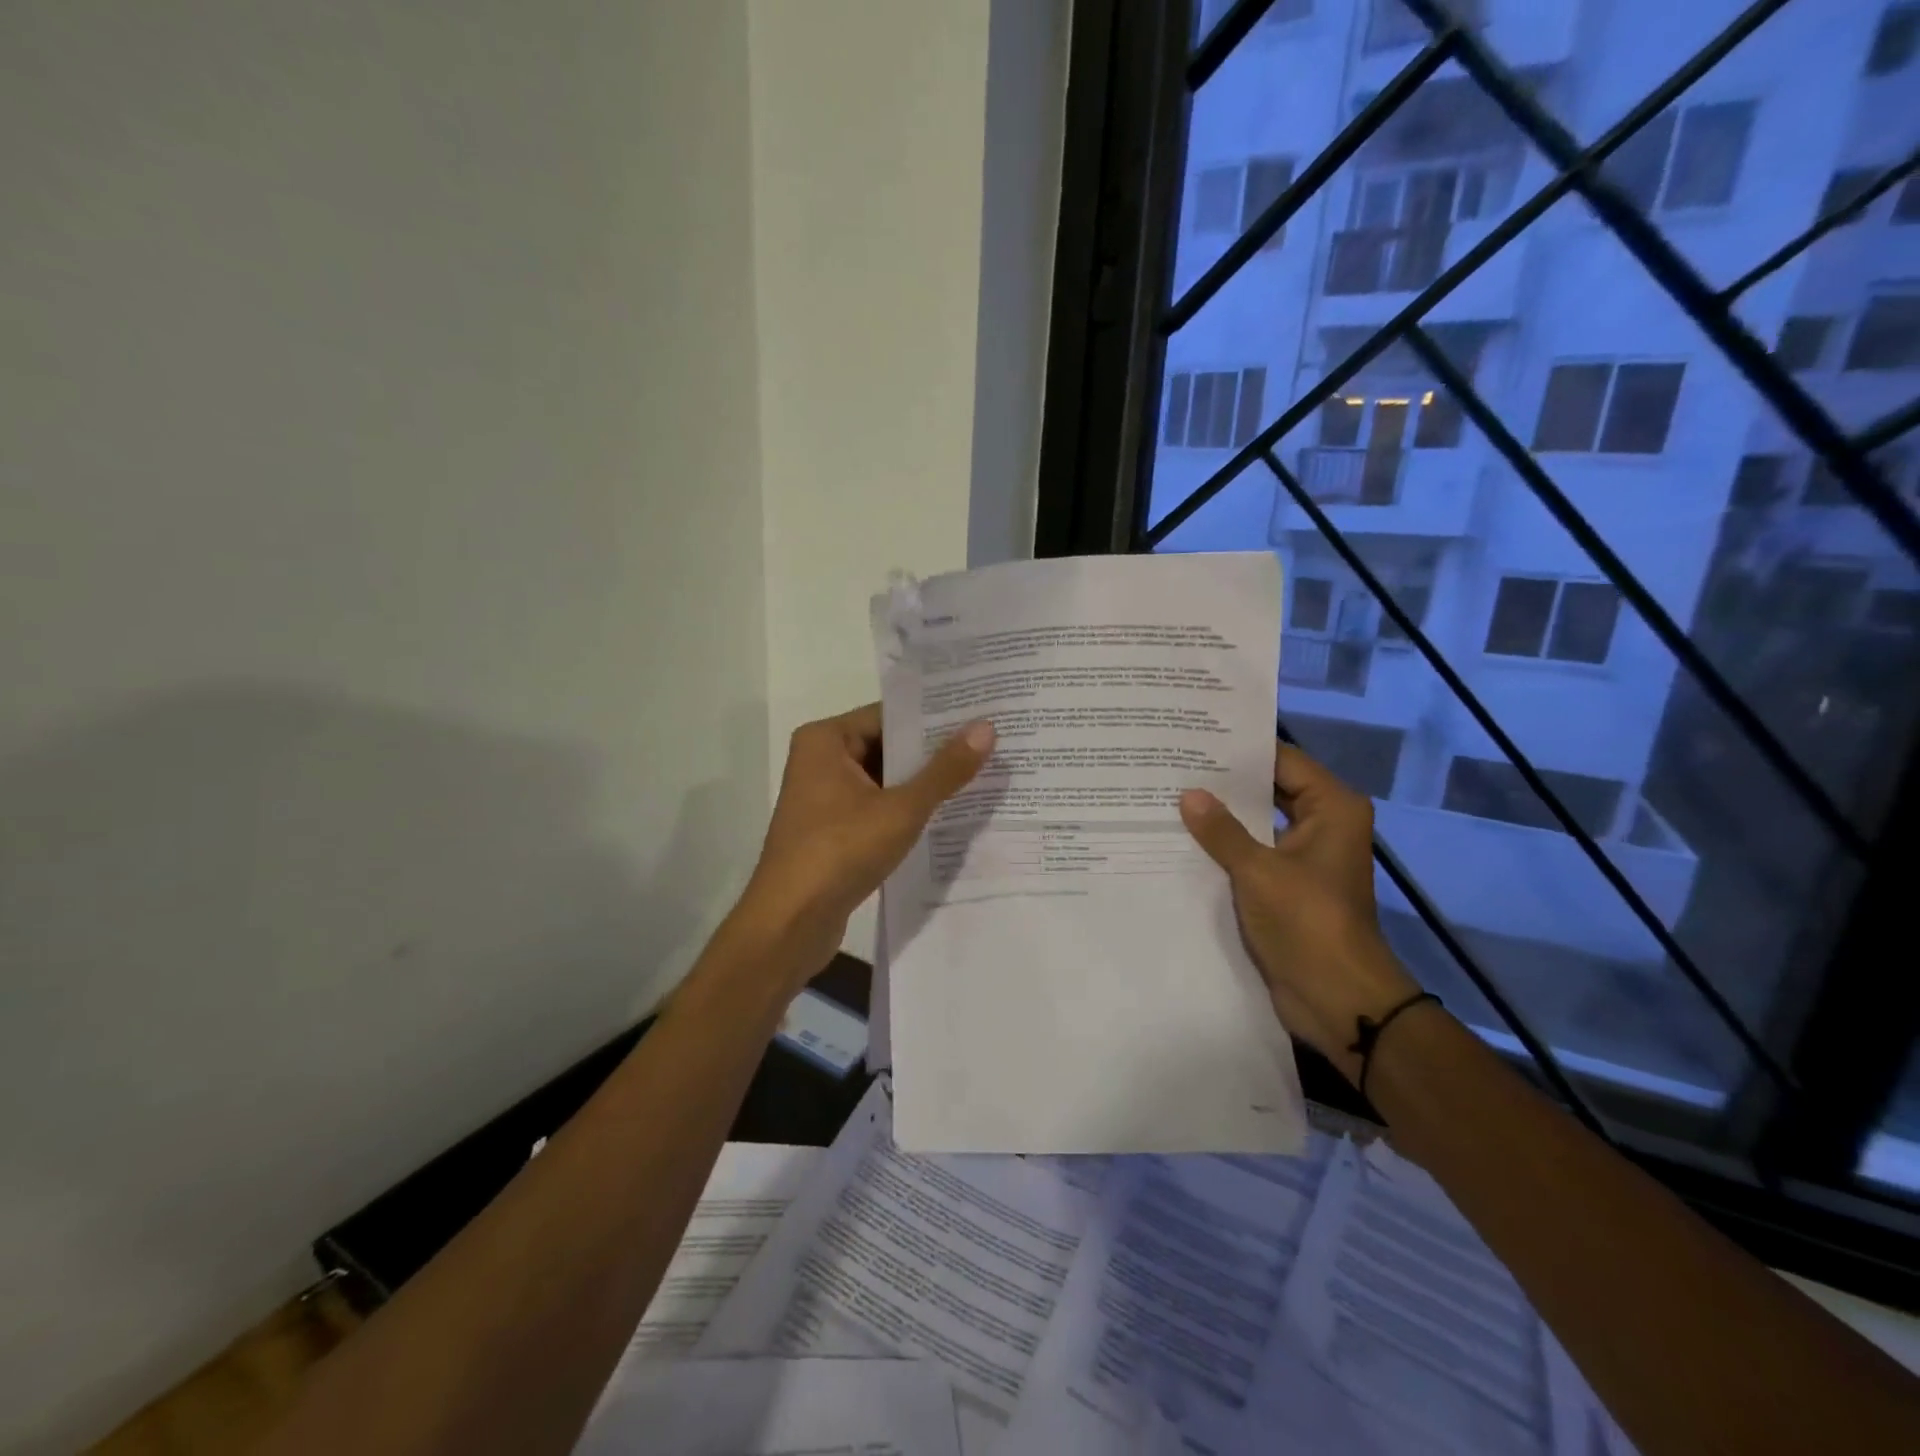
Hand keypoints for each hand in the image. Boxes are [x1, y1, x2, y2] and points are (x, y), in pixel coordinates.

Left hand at [738, 703, 994, 984]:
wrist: (790, 924)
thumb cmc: (840, 852)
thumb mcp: (901, 809)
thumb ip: (945, 770)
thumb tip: (987, 728)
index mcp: (825, 740)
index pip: (889, 715)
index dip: (935, 717)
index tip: (980, 715)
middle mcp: (821, 760)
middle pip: (887, 746)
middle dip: (934, 752)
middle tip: (991, 745)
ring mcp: (825, 798)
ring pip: (884, 780)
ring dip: (923, 784)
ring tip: (981, 776)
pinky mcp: (832, 830)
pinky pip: (877, 808)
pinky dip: (906, 810)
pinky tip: (949, 815)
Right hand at [1179, 743, 1423, 1086]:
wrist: (1336, 997)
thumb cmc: (1307, 922)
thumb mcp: (1259, 871)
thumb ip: (1222, 830)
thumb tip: (1188, 794)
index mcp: (1331, 808)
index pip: (1282, 761)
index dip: (1241, 750)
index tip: (1194, 737)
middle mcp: (1322, 825)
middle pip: (1270, 789)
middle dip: (1226, 783)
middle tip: (1174, 763)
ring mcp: (1305, 857)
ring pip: (1258, 823)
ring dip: (1223, 817)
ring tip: (1170, 795)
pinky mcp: (1287, 885)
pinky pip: (1253, 853)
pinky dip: (1225, 847)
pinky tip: (1183, 839)